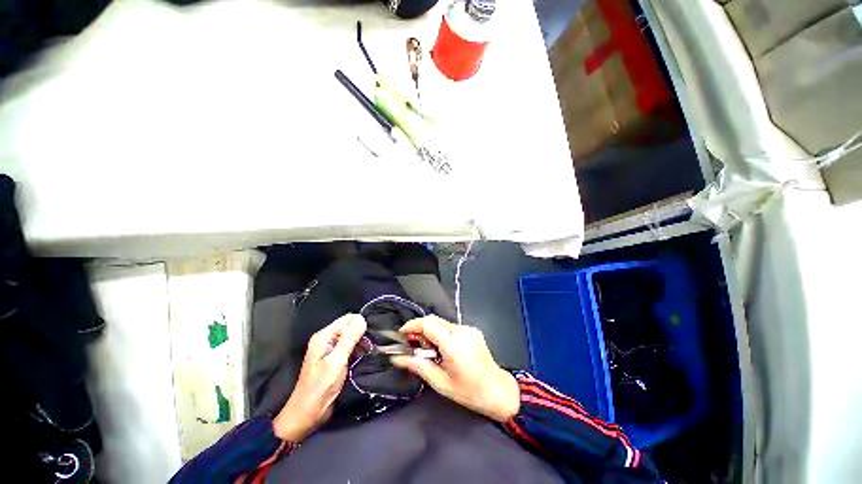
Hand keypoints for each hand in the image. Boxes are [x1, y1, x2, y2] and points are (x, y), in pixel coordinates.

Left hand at [273, 313, 366, 442]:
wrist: (307, 415)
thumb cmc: (320, 388)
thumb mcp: (336, 362)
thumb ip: (349, 339)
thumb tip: (362, 319)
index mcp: (324, 336)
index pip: (348, 319)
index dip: (360, 326)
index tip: (367, 340)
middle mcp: (327, 339)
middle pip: (351, 326)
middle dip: (362, 334)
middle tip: (368, 348)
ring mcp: (331, 349)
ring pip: (352, 337)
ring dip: (362, 343)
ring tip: (368, 353)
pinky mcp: (336, 359)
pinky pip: (351, 347)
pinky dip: (358, 350)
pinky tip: (363, 357)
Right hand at [391, 316, 519, 421]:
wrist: (498, 391)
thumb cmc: (469, 392)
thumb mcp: (440, 383)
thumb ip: (418, 366)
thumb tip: (397, 358)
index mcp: (453, 344)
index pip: (428, 323)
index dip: (412, 325)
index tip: (402, 334)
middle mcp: (461, 331)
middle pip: (434, 320)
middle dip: (420, 329)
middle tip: (414, 346)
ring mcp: (469, 328)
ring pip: (442, 322)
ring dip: (431, 332)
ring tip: (429, 351)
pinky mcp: (472, 330)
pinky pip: (451, 327)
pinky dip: (441, 333)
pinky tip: (443, 349)